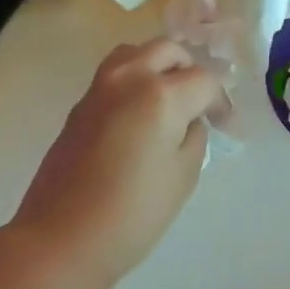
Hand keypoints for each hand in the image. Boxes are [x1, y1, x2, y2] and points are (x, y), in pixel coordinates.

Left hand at [8, 39, 224, 288]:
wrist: (62, 237)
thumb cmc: (132, 213)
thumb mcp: (183, 176)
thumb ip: (193, 137)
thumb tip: (188, 121)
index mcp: (160, 94)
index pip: (204, 80)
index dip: (221, 103)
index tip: (227, 128)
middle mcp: (128, 78)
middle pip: (168, 51)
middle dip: (190, 71)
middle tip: (200, 105)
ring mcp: (98, 89)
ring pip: (136, 54)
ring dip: (159, 68)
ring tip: (170, 103)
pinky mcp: (79, 106)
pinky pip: (114, 76)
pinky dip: (135, 83)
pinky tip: (141, 118)